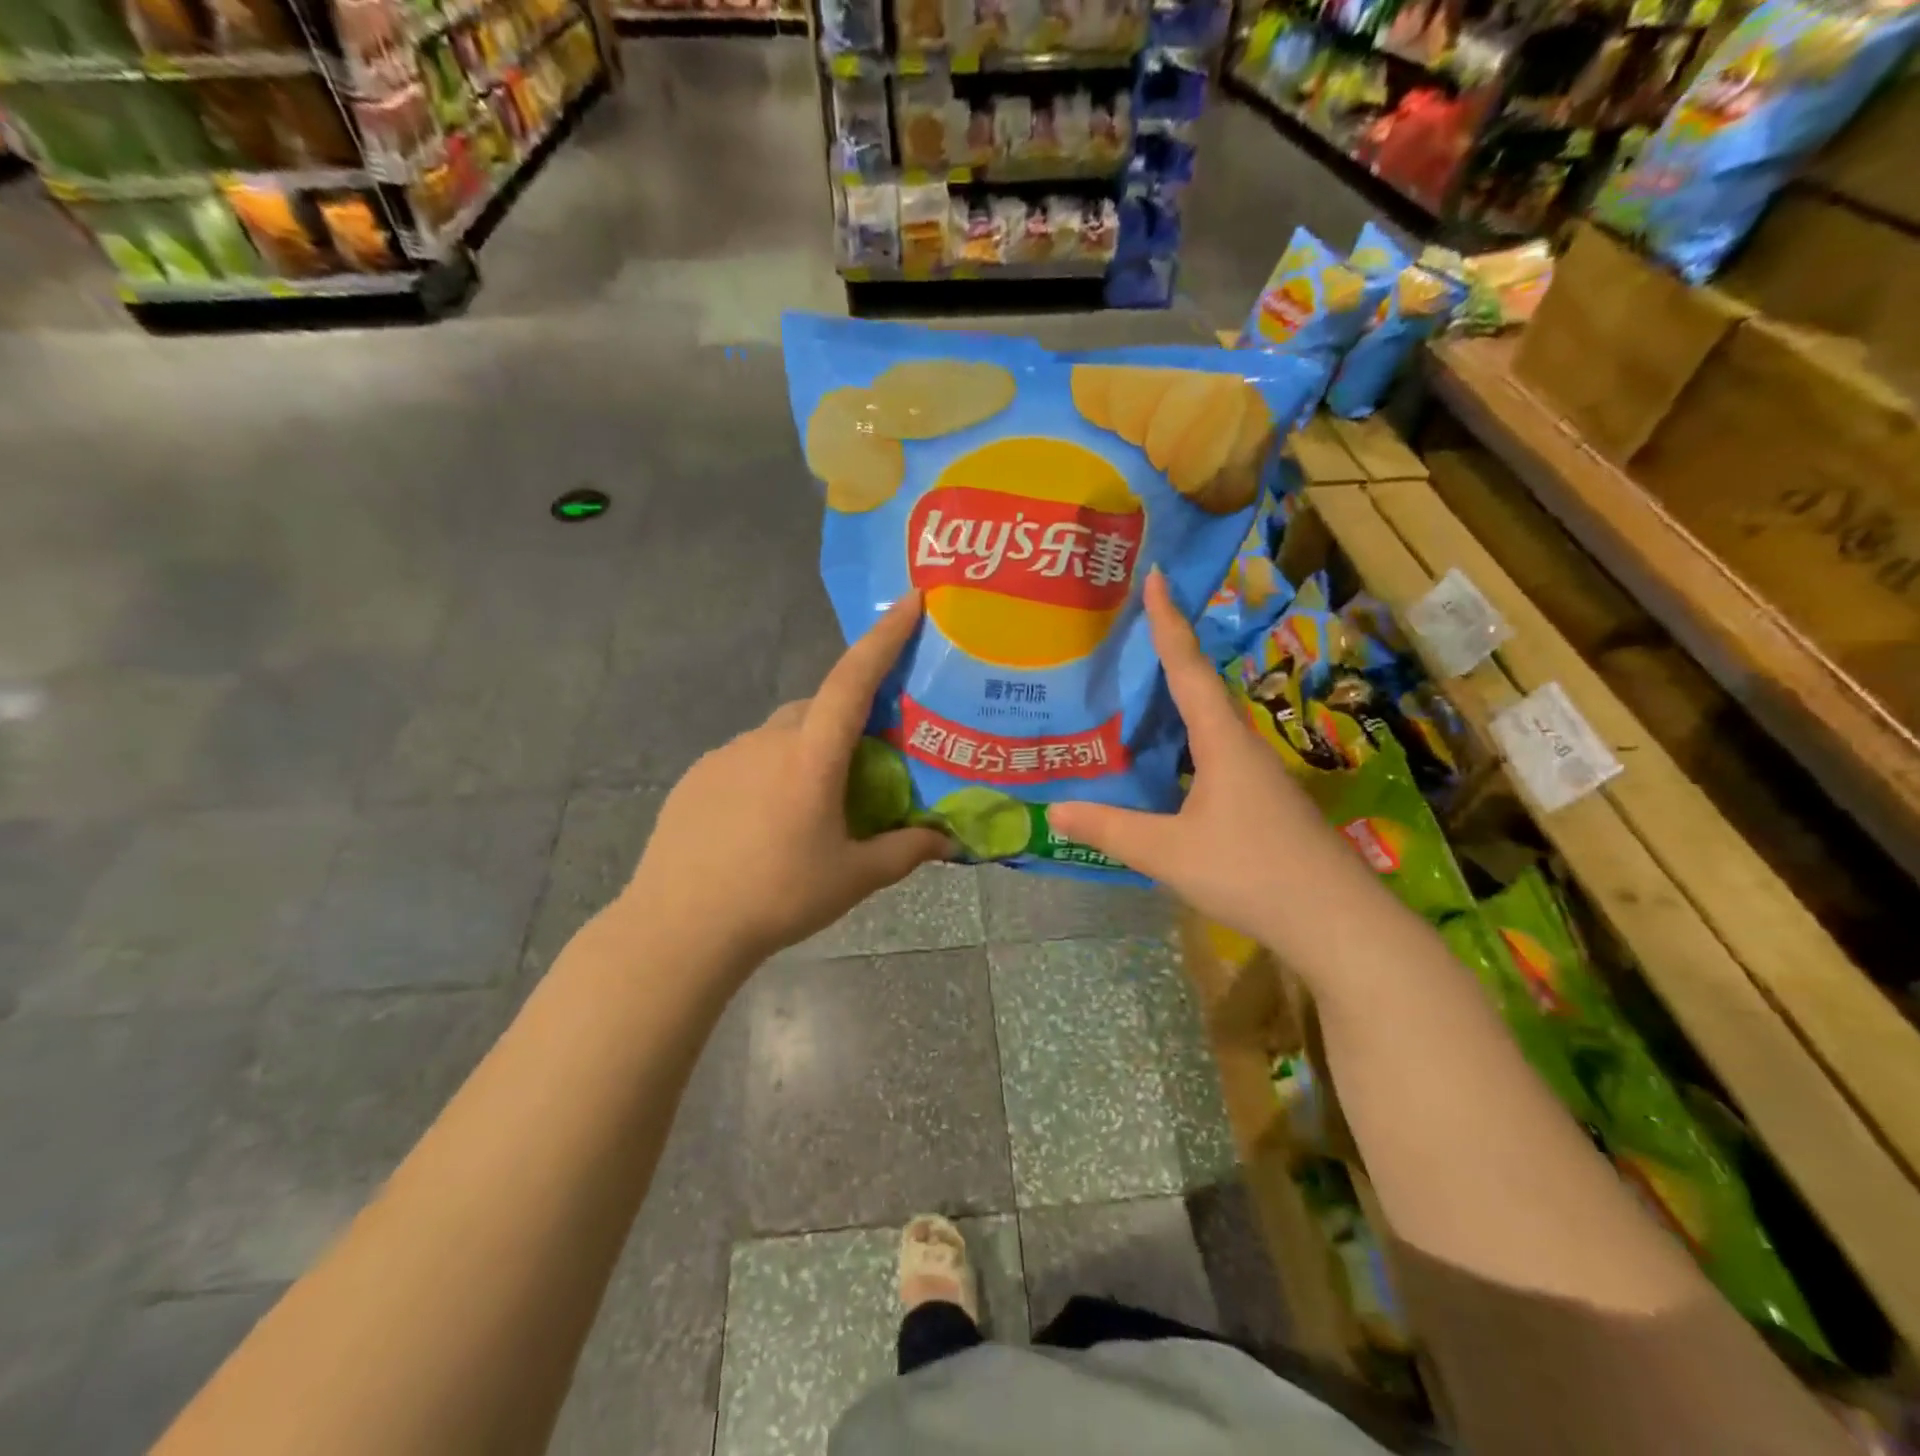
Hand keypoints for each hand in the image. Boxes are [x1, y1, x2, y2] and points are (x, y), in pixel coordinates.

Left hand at [623, 592, 948, 967]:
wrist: (679, 927)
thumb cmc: (777, 896)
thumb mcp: (853, 878)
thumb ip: (905, 852)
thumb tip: (947, 841)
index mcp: (811, 756)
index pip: (853, 680)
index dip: (885, 637)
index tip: (910, 602)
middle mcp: (768, 740)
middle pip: (817, 709)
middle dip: (845, 721)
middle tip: (863, 768)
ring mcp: (726, 755)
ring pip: (781, 735)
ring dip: (806, 752)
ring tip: (812, 808)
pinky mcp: (698, 776)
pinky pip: (748, 758)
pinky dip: (769, 772)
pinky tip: (765, 822)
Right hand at [1047, 569, 1355, 945]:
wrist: (1336, 922)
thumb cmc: (1252, 872)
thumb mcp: (1169, 853)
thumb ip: (1111, 830)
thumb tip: (1053, 810)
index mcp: (1222, 741)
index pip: (1187, 667)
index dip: (1168, 621)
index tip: (1157, 575)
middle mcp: (1242, 746)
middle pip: (1200, 686)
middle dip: (1167, 652)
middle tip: (1128, 629)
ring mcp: (1257, 775)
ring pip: (1208, 724)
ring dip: (1175, 701)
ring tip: (1135, 691)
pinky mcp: (1261, 803)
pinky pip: (1212, 754)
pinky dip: (1183, 743)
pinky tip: (1165, 762)